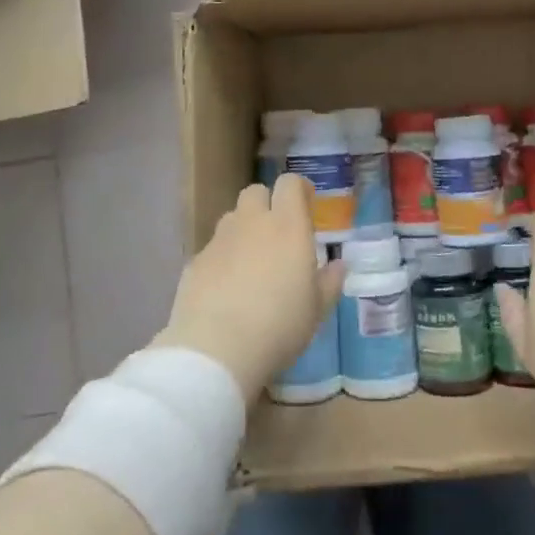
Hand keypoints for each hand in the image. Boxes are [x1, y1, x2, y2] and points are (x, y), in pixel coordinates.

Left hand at [154, 174, 342, 398]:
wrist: (216, 350)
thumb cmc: (279, 326)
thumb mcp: (317, 310)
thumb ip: (329, 282)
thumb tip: (338, 265)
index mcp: (287, 226)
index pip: (289, 184)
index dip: (298, 189)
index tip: (306, 203)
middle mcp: (252, 222)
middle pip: (256, 192)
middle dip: (267, 204)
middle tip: (277, 232)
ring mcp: (220, 240)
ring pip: (233, 218)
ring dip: (244, 229)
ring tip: (252, 262)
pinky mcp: (195, 262)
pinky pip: (213, 249)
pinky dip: (223, 259)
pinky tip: (226, 289)